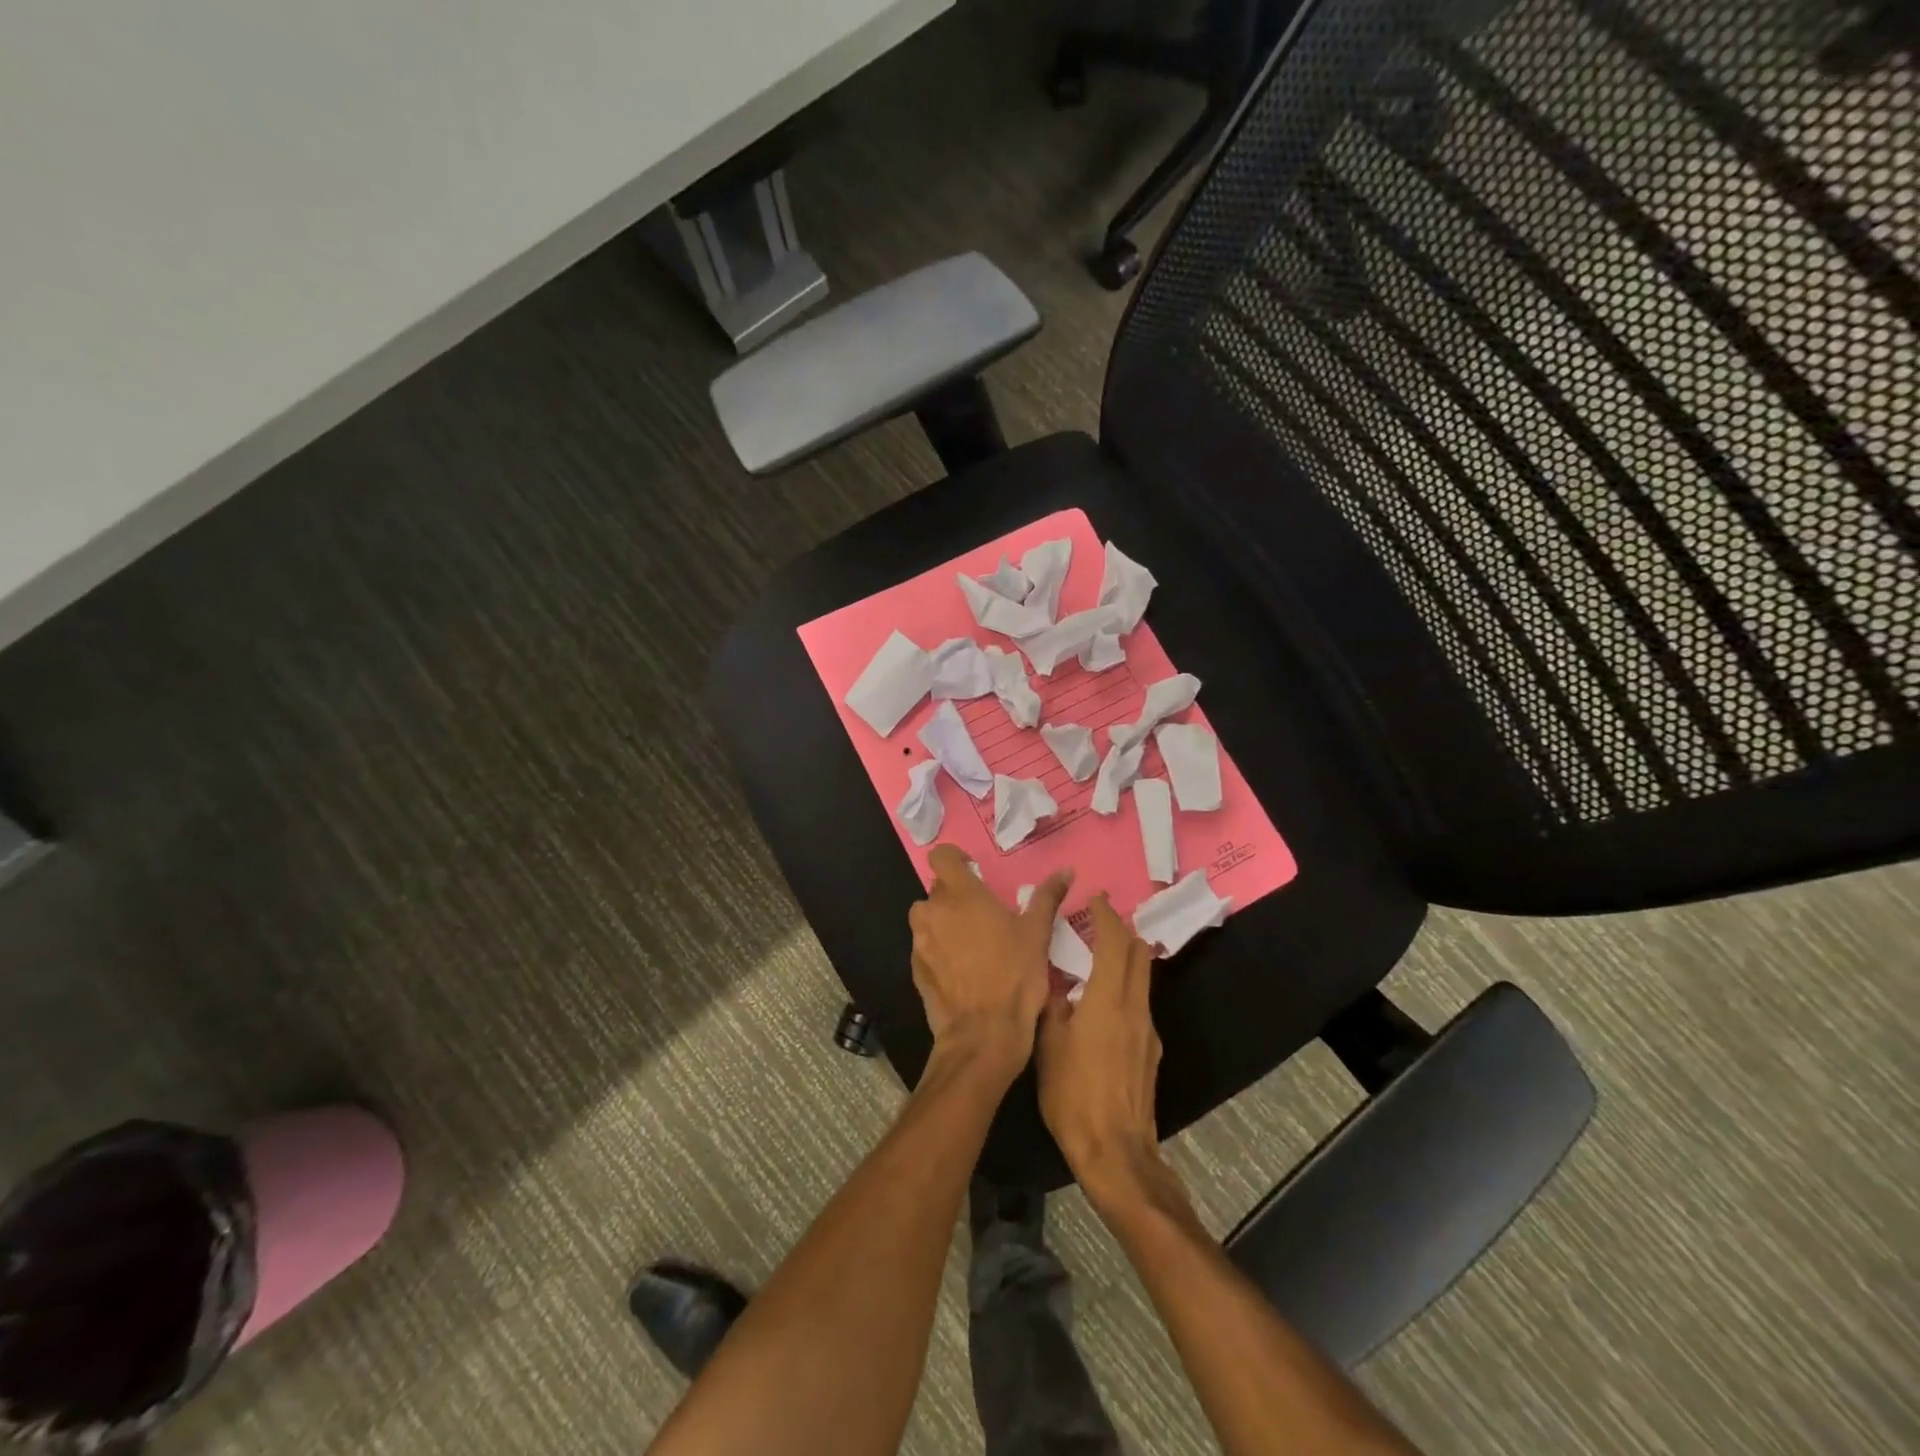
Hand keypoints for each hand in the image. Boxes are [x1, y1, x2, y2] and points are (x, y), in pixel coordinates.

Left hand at [908, 845, 1070, 1073]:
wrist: (983, 1034)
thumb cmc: (1015, 976)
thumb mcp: (1037, 933)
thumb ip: (1047, 896)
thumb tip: (1066, 870)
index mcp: (961, 894)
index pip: (941, 856)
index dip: (955, 859)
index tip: (973, 872)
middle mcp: (933, 911)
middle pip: (937, 889)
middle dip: (956, 896)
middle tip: (983, 915)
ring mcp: (919, 941)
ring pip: (928, 918)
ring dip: (944, 922)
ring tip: (971, 943)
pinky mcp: (915, 969)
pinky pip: (924, 947)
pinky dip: (938, 950)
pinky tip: (961, 970)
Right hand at [1035, 894, 1178, 1215]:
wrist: (1117, 1153)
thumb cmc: (1074, 1095)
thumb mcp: (1048, 1045)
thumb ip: (1052, 1006)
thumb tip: (1055, 983)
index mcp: (1109, 999)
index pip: (1115, 943)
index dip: (1106, 916)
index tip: (1096, 899)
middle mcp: (1136, 1008)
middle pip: (1139, 955)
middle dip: (1122, 931)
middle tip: (1099, 921)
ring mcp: (1148, 1031)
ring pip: (1143, 979)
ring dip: (1126, 958)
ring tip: (1098, 956)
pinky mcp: (1150, 1052)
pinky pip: (1140, 1003)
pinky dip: (1126, 986)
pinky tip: (1103, 1003)